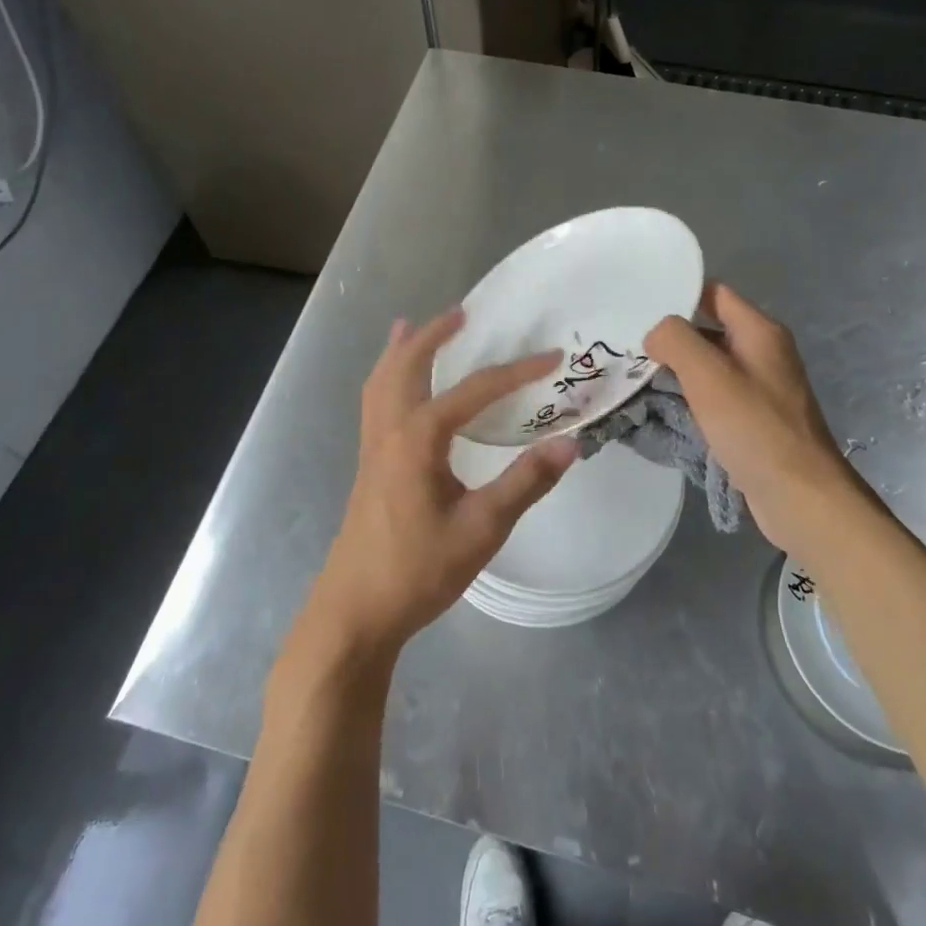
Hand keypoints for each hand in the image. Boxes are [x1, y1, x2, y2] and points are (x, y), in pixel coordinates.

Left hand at [304, 310, 577, 659]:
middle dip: (435, 335)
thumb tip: (570, 442)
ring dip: (403, 349)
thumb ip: (525, 483)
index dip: (516, 371)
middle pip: (408, 365)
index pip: (474, 390)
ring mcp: (373, 446)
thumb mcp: (481, 529)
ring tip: (415, 325)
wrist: (355, 612)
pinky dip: (386, 376)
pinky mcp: (368, 464)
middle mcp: (390, 430)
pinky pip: (375, 401)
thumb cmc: (417, 570)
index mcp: (418, 439)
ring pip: (382, 380)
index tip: (553, 357)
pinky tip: (394, 384)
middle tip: (464, 313)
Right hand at [645, 283, 863, 556]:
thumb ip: (675, 340)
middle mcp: (763, 353)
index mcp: (759, 332)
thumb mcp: (708, 374)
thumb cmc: (755, 427)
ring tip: (634, 378)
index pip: (714, 293)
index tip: (639, 307)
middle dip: (670, 338)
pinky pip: (714, 397)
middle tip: (628, 347)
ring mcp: (760, 388)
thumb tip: (656, 334)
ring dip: (675, 372)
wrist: (800, 496)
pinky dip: (689, 399)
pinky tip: (661, 411)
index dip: (678, 295)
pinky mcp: (753, 420)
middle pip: (708, 329)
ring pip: (708, 366)